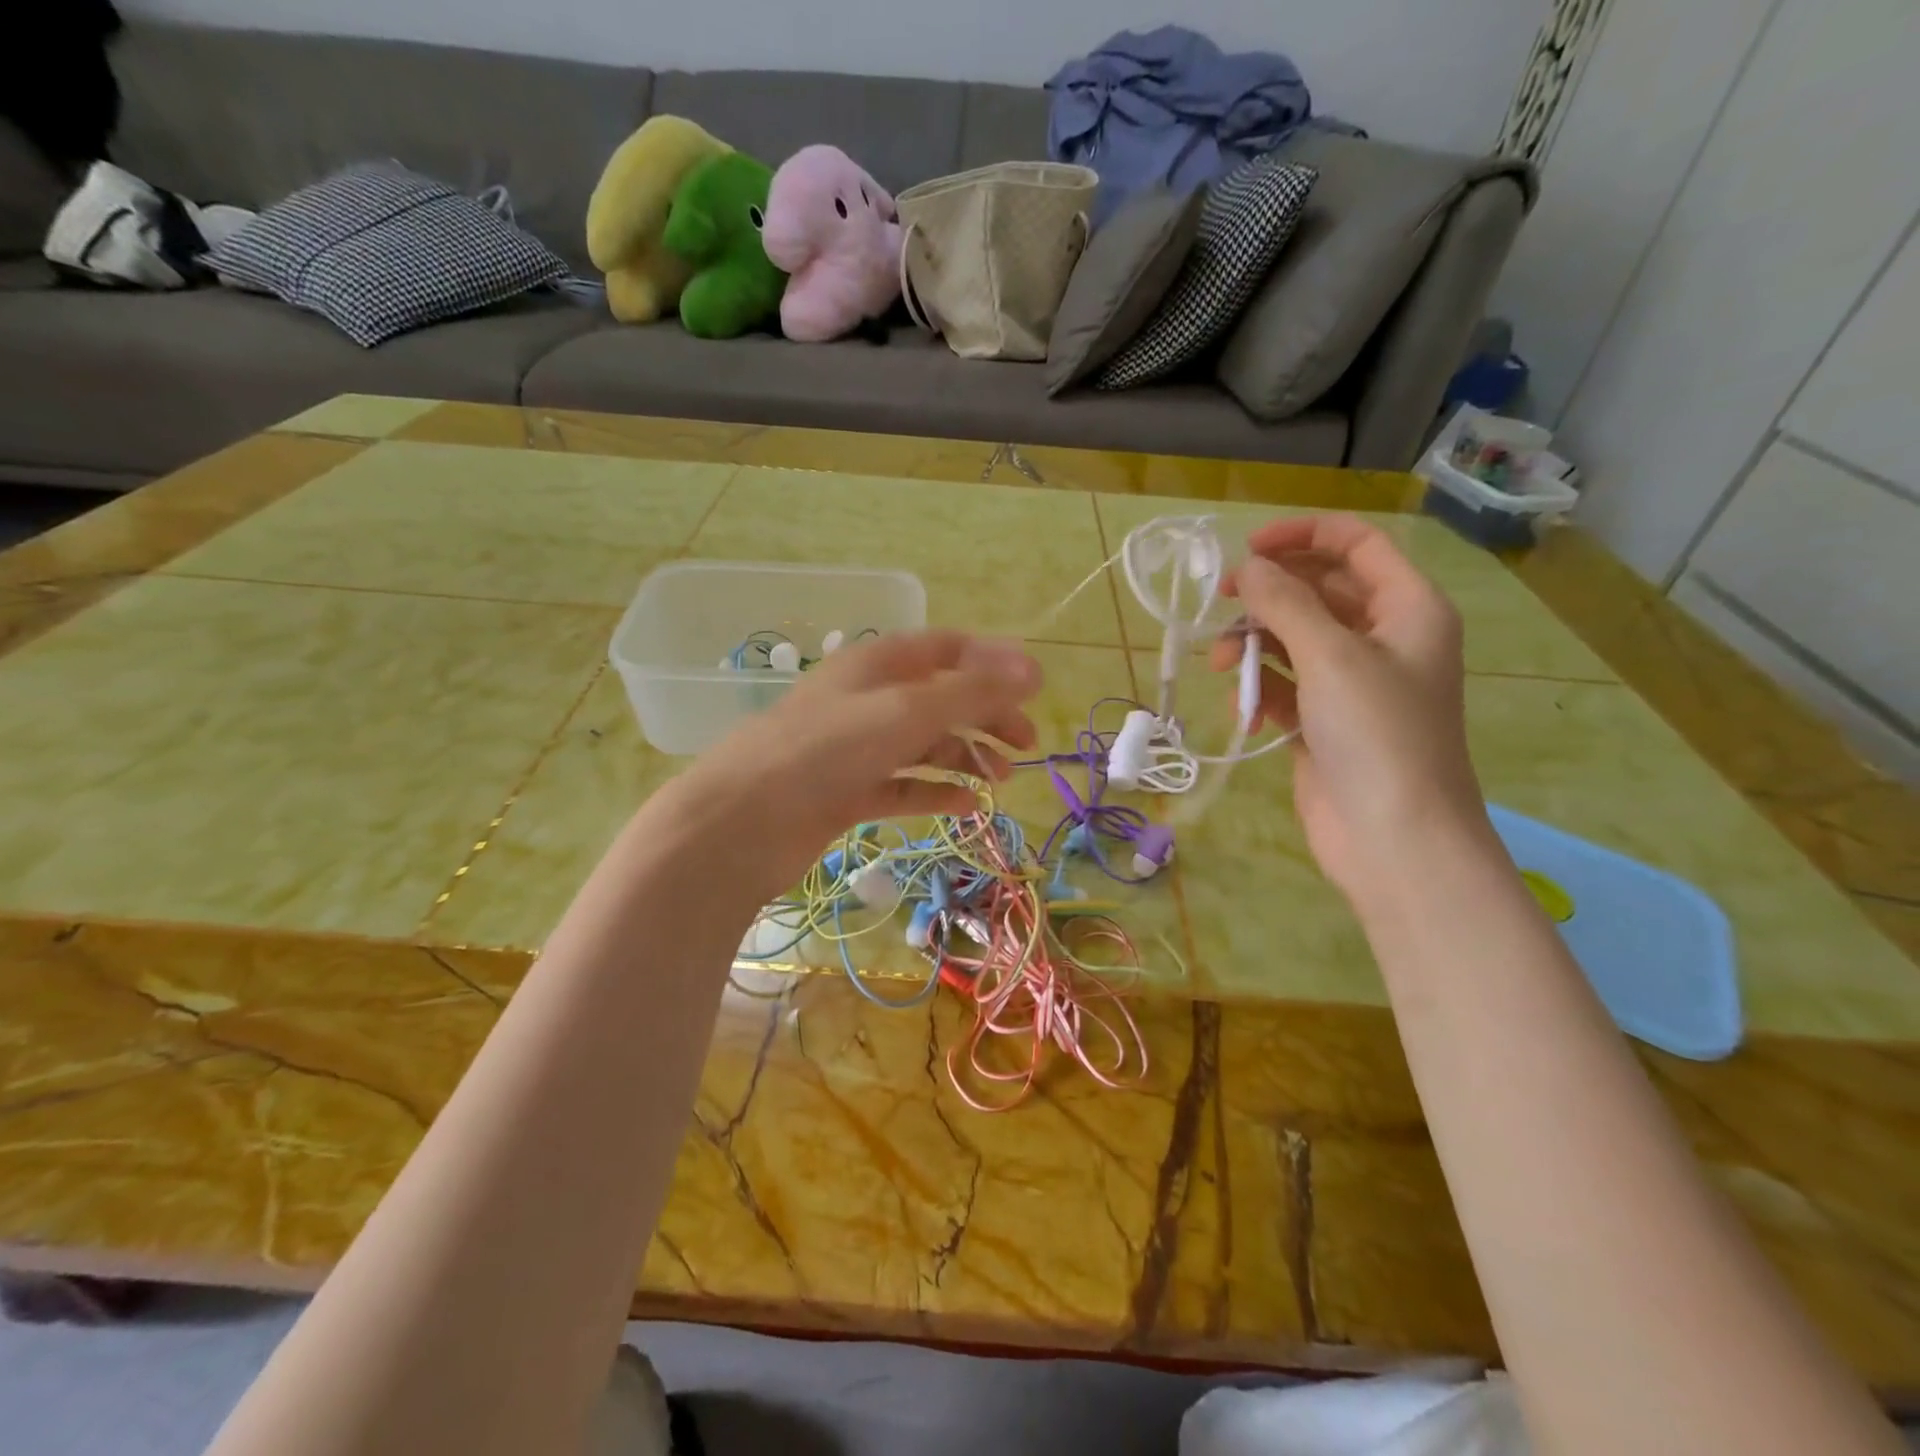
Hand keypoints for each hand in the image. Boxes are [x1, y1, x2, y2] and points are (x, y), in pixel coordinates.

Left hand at [663, 630, 1041, 902]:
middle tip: (1027, 744)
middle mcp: (868, 700)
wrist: (743, 822)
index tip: (1035, 689)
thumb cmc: (826, 750)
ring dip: (966, 756)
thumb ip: (971, 691)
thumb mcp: (905, 711)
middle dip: (987, 716)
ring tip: (1001, 780)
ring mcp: (857, 749)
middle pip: (941, 698)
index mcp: (878, 664)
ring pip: (925, 745)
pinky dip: (935, 793)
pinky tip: (965, 807)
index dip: (992, 663)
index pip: (946, 649)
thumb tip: (1034, 668)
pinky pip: (904, 786)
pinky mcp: (848, 793)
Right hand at [1210, 514, 1487, 901]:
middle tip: (1222, 601)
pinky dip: (1259, 687)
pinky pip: (1284, 685)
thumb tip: (1250, 567)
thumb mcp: (1331, 656)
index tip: (1249, 548)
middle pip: (1319, 591)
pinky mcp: (1323, 722)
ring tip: (1223, 664)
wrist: (1393, 838)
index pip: (1357, 546)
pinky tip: (1241, 705)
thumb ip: (1286, 603)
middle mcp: (1383, 639)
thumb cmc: (1377, 734)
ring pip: (1294, 639)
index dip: (1303, 536)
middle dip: (1269, 594)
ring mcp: (1352, 684)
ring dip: (1255, 643)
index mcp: (1407, 609)